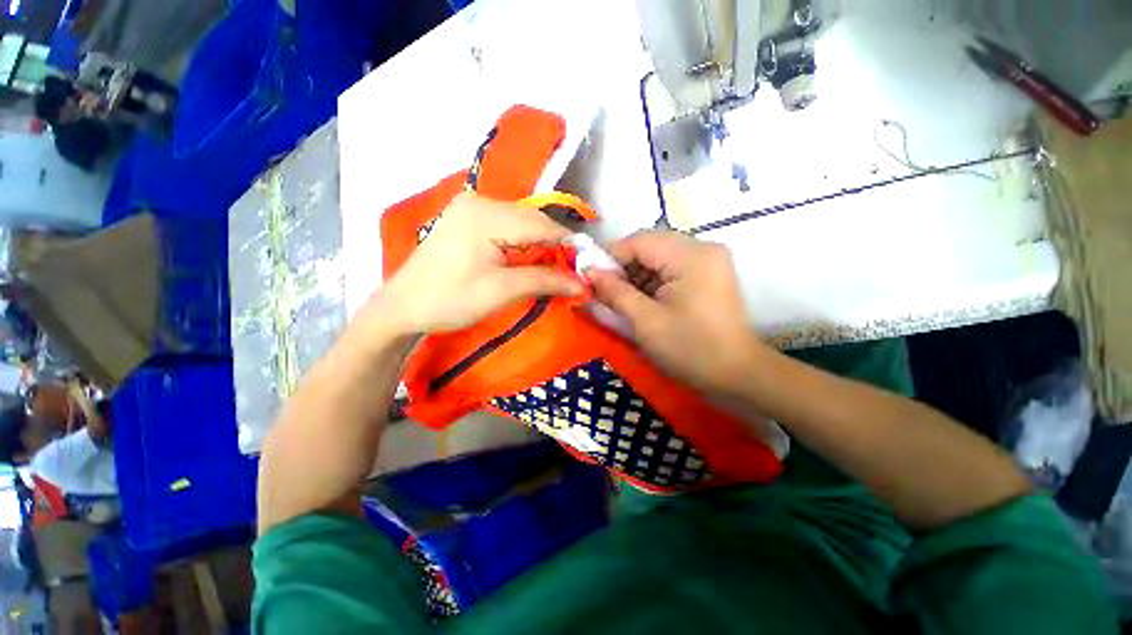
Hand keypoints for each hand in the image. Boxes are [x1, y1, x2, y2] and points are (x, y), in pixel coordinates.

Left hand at [373, 193, 583, 335]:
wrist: (402, 307)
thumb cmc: (450, 300)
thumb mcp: (502, 291)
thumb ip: (546, 281)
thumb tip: (582, 284)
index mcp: (485, 214)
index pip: (542, 224)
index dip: (568, 245)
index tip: (586, 266)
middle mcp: (479, 201)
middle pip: (532, 220)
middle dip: (554, 245)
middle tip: (570, 271)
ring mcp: (469, 207)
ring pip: (521, 223)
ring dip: (539, 244)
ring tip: (552, 268)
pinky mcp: (465, 218)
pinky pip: (506, 226)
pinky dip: (522, 243)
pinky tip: (526, 259)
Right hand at [587, 230, 766, 394]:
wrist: (738, 374)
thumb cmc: (690, 349)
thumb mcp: (646, 321)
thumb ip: (615, 292)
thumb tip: (588, 272)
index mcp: (691, 255)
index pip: (639, 241)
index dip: (610, 256)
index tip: (589, 276)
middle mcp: (703, 248)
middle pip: (650, 246)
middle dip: (624, 267)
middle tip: (605, 290)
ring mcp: (709, 260)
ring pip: (660, 257)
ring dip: (637, 275)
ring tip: (622, 298)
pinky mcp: (709, 273)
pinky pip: (672, 268)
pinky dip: (653, 281)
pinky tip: (643, 300)